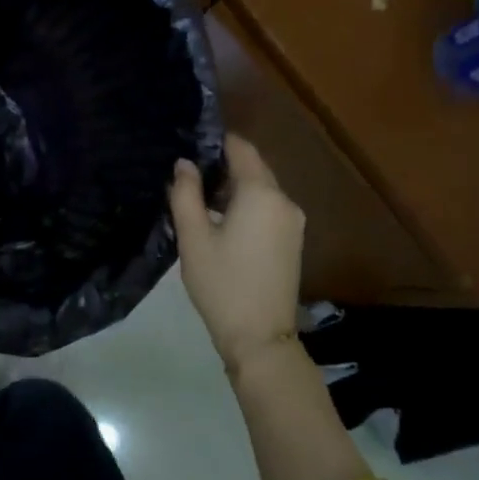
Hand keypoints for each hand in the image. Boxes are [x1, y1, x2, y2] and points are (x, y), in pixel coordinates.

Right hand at [169, 135, 304, 374]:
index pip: (241, 148)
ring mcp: (293, 222)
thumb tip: (184, 164)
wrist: (260, 337)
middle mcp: (284, 201)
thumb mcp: (193, 237)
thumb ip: (186, 194)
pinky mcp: (293, 241)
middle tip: (188, 172)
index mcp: (261, 194)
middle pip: (254, 168)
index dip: (216, 141)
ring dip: (234, 187)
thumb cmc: (222, 283)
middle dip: (223, 165)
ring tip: (199, 197)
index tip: (189, 143)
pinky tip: (222, 220)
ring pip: (261, 189)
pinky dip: (247, 204)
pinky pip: (268, 208)